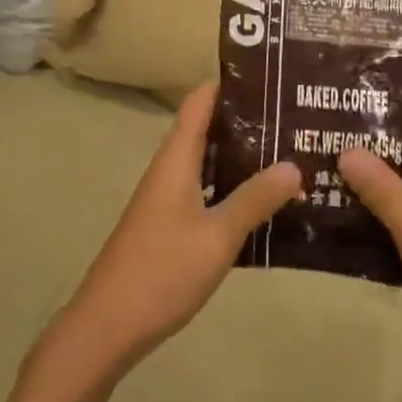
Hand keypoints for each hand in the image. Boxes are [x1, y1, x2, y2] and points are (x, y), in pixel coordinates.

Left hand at [45, 82, 301, 381]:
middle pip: (207, 126)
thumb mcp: (218, 236)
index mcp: (176, 157)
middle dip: (246, 120)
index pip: (201, 99)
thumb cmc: (162, 270)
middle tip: (292, 117)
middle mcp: (170, 167)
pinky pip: (204, 188)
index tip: (270, 77)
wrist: (107, 325)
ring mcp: (167, 196)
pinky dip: (230, 186)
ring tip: (287, 153)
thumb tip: (294, 165)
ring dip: (241, 155)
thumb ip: (255, 199)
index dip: (230, 82)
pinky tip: (260, 202)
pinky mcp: (169, 223)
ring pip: (207, 160)